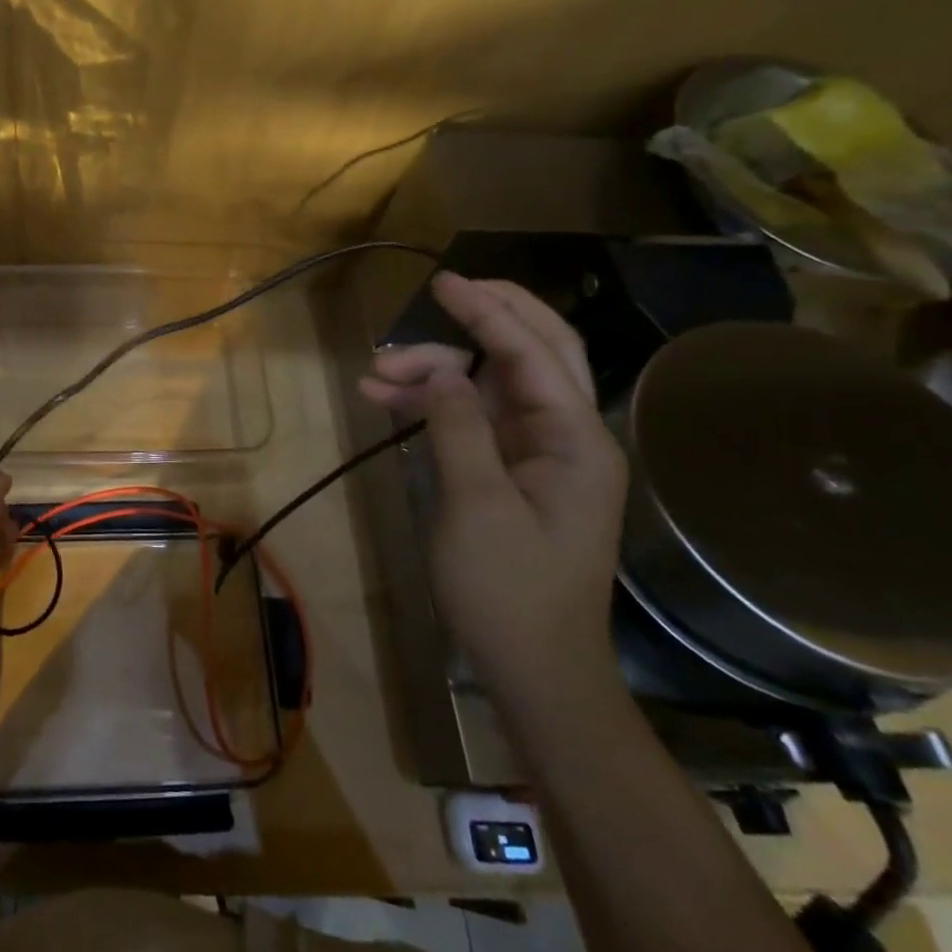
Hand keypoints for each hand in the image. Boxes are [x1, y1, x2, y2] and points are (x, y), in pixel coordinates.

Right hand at [360, 273, 627, 708]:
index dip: (488, 310)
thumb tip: (442, 370)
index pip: (533, 353)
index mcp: (575, 440)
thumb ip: (458, 426)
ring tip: (375, 376)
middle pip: (532, 352)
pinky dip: (431, 404)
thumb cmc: (509, 591)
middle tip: (440, 292)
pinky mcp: (509, 470)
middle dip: (486, 317)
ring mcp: (537, 452)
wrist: (534, 671)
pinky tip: (384, 402)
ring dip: (436, 371)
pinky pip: (471, 417)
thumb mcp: (476, 504)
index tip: (443, 281)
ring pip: (490, 382)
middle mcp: (564, 434)